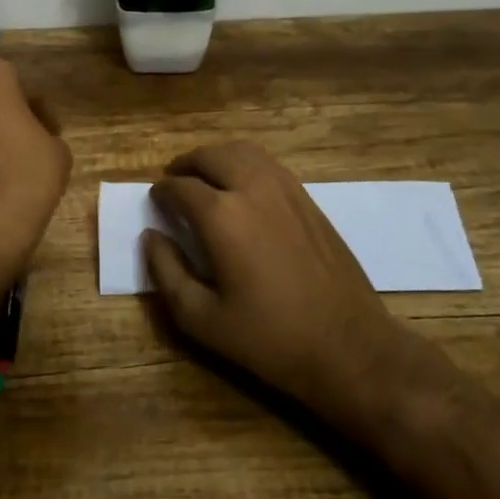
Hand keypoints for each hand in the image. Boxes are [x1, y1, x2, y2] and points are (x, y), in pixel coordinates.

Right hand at [143, 142, 400, 410]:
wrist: (349, 346)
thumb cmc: (269, 339)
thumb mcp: (201, 318)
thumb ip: (166, 272)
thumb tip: (151, 236)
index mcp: (222, 217)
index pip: (180, 187)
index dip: (161, 192)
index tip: (155, 202)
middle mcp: (253, 190)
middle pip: (211, 156)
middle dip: (186, 165)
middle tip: (174, 182)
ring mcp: (287, 190)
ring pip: (243, 152)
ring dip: (216, 158)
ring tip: (204, 179)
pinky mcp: (309, 200)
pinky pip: (269, 165)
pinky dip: (245, 164)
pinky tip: (241, 189)